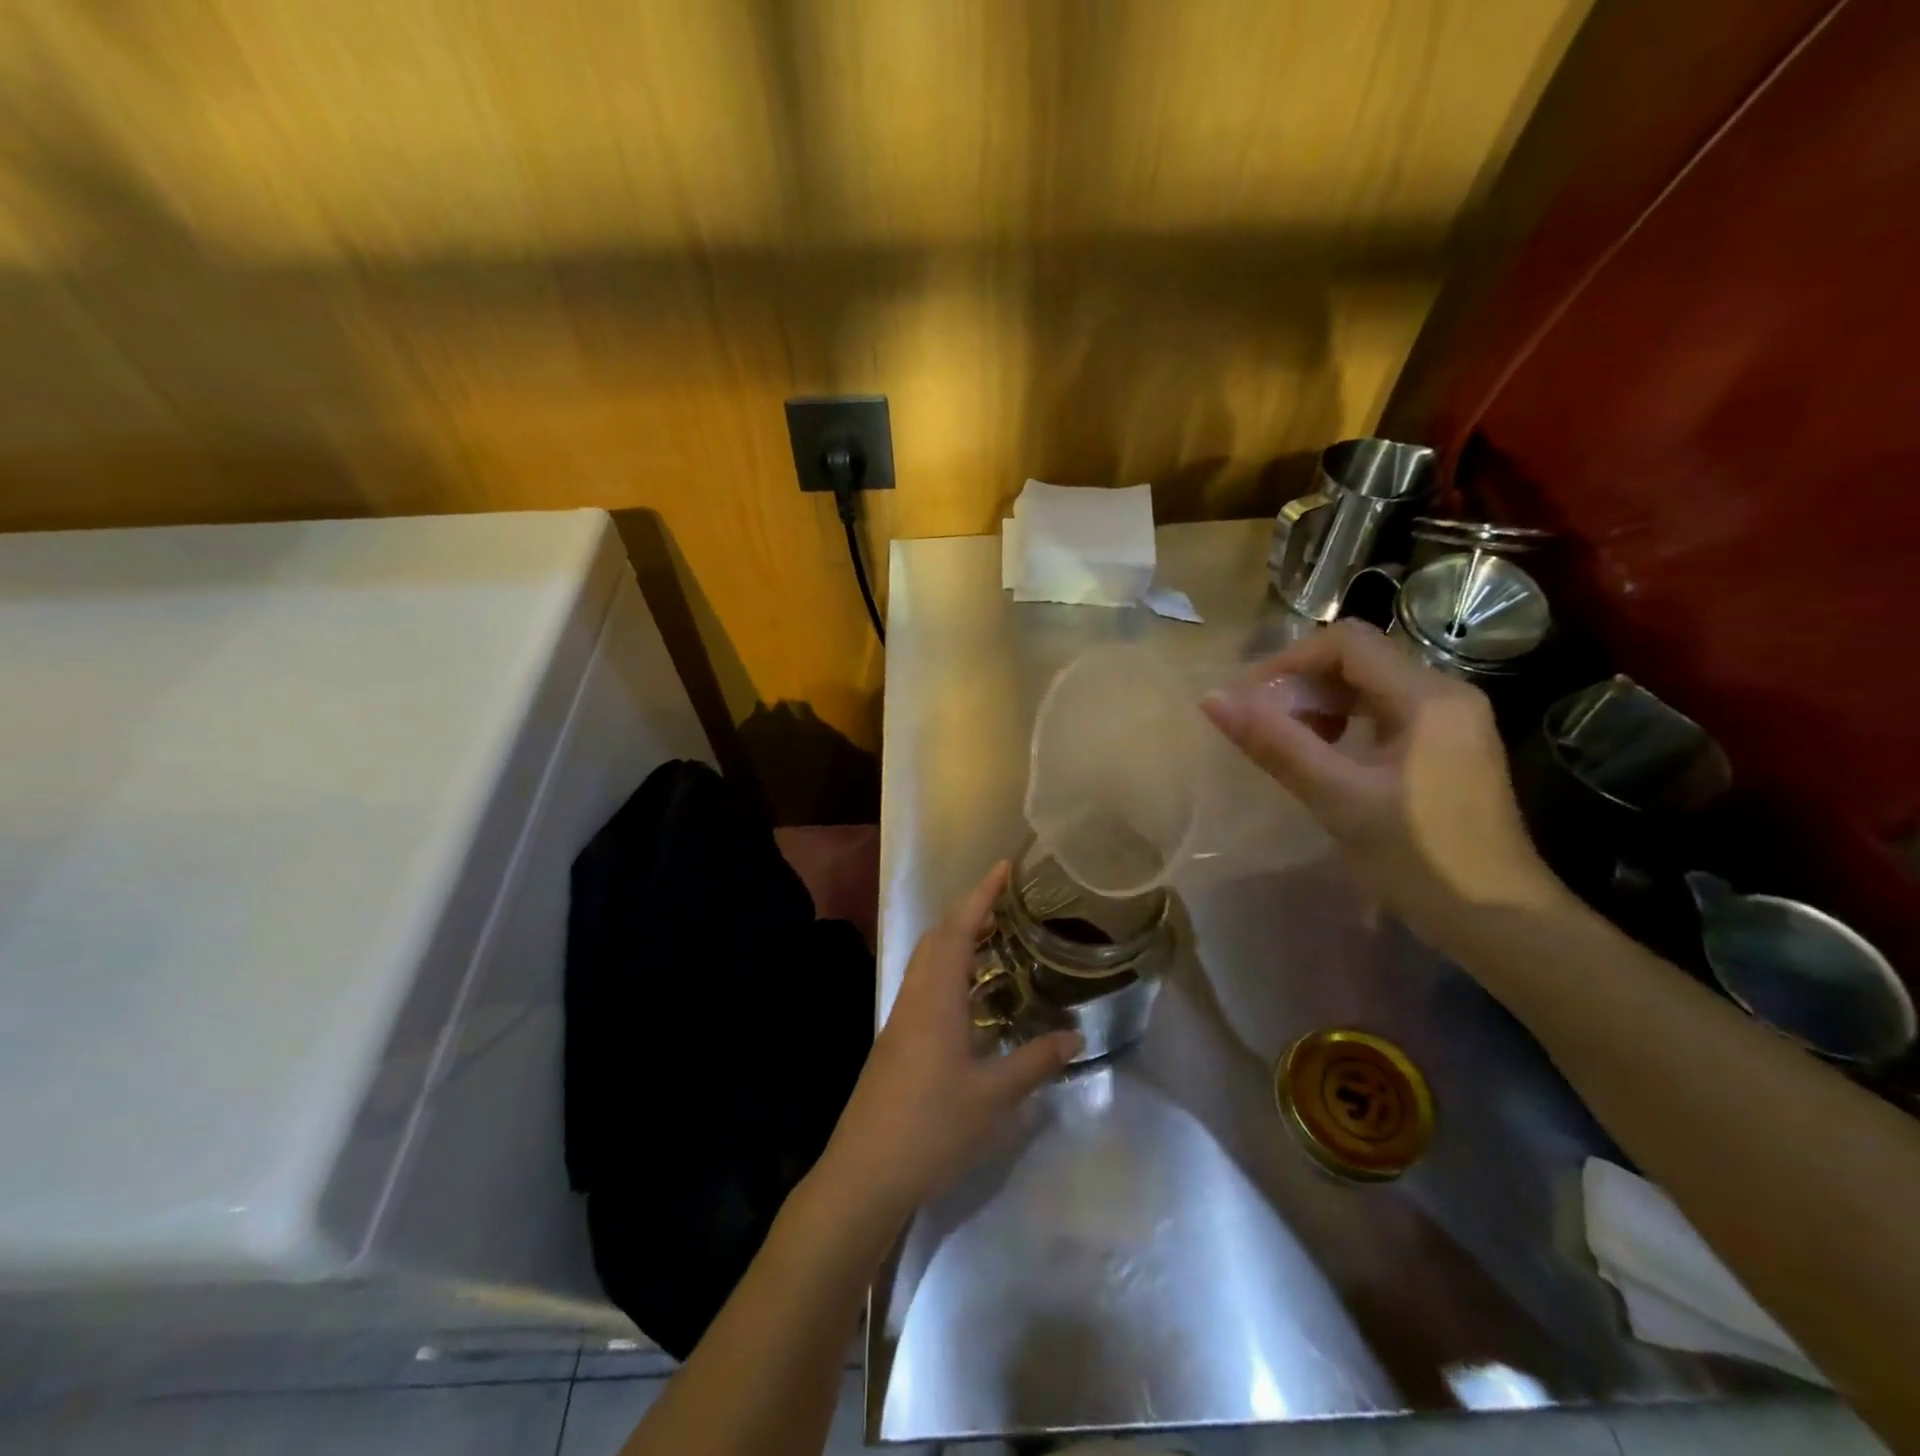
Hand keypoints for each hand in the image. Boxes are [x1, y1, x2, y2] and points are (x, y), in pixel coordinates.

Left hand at [816, 864, 1081, 1224]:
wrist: (865, 1173)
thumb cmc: (931, 1128)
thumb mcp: (993, 1097)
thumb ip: (1035, 1062)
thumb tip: (1075, 1037)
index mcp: (935, 998)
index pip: (958, 929)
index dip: (981, 895)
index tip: (1003, 868)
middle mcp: (914, 998)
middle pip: (937, 938)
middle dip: (969, 913)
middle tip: (1007, 907)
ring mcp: (900, 1020)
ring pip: (928, 962)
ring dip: (958, 941)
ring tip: (996, 942)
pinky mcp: (896, 1041)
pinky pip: (925, 986)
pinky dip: (949, 971)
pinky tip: (972, 997)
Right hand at [1200, 620, 1567, 950]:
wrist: (1500, 922)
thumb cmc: (1418, 858)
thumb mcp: (1337, 798)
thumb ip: (1275, 743)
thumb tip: (1212, 700)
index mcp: (1427, 697)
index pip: (1346, 642)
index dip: (1289, 662)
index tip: (1248, 701)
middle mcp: (1446, 695)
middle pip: (1358, 660)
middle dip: (1302, 685)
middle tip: (1262, 726)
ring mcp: (1452, 722)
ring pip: (1370, 687)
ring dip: (1321, 705)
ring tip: (1289, 743)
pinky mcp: (1448, 749)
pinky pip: (1386, 713)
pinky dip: (1346, 723)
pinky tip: (1327, 758)